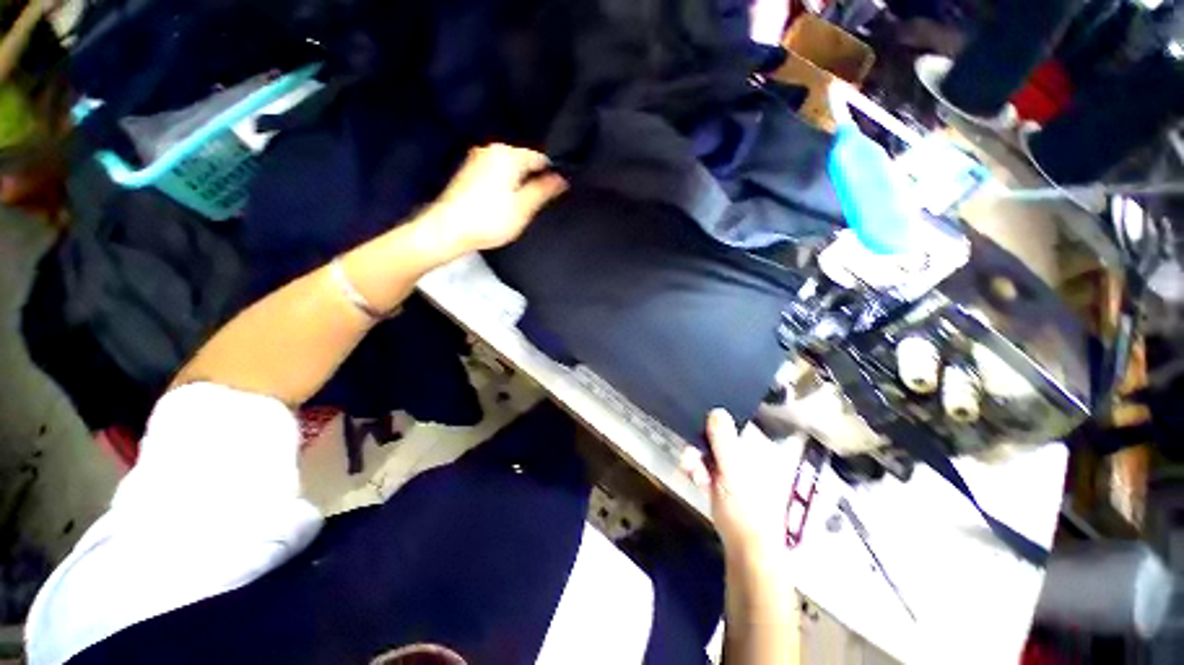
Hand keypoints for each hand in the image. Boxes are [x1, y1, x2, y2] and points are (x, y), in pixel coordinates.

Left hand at [428, 143, 567, 253]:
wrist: (448, 229)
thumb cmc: (489, 219)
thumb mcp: (524, 207)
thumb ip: (544, 190)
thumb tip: (561, 178)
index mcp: (508, 155)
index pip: (540, 158)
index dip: (552, 176)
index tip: (556, 194)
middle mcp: (491, 150)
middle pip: (523, 163)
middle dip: (533, 181)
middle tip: (537, 205)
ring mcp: (477, 160)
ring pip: (509, 170)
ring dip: (518, 185)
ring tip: (520, 208)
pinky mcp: (468, 173)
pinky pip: (495, 175)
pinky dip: (503, 187)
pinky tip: (502, 206)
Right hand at [681, 410, 794, 559]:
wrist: (747, 550)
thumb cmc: (746, 508)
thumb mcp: (732, 470)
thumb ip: (724, 440)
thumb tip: (716, 410)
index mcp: (760, 449)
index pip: (736, 423)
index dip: (716, 421)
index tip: (698, 425)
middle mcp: (749, 455)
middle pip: (719, 437)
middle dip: (701, 445)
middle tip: (689, 456)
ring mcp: (738, 469)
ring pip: (711, 453)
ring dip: (697, 459)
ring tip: (690, 470)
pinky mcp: (726, 482)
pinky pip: (709, 467)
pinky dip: (700, 471)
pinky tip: (695, 479)